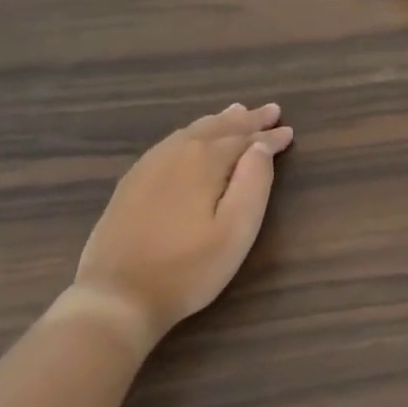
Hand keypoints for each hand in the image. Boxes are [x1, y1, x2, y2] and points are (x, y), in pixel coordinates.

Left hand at [69, 104, 293, 351]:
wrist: (117, 295)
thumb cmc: (187, 269)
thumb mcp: (235, 231)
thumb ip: (254, 183)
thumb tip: (260, 147)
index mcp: (204, 161)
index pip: (245, 140)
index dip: (269, 137)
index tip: (289, 131)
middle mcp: (176, 152)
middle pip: (217, 128)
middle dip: (246, 120)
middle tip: (270, 111)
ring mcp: (149, 165)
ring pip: (191, 131)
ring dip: (219, 122)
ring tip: (236, 112)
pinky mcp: (132, 182)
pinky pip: (170, 143)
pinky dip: (192, 134)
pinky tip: (192, 138)